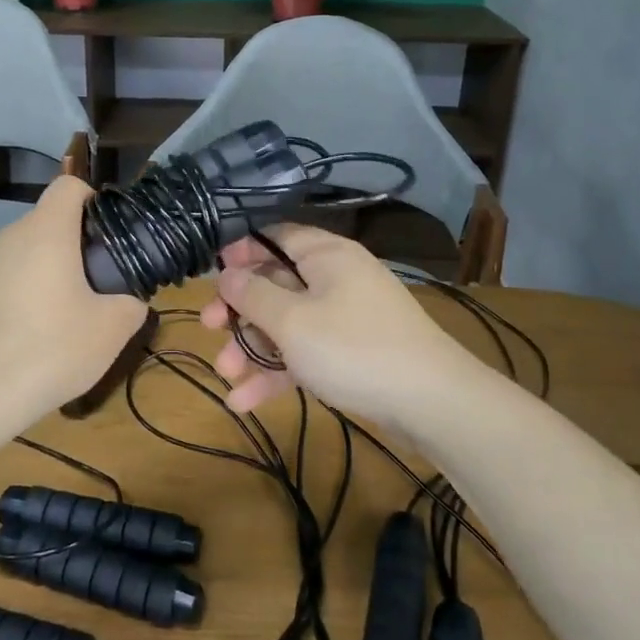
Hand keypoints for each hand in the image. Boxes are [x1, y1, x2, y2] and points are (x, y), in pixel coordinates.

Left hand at [0, 176, 146, 410]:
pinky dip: (24, 301)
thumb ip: (131, 305)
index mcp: (46, 232)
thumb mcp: (110, 331)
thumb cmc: (48, 349)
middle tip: (100, 287)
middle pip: (49, 224)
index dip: (95, 201)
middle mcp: (10, 239)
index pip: (69, 186)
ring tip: (68, 322)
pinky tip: (32, 343)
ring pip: (27, 257)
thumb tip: (130, 302)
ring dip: (50, 277)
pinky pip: (6, 285)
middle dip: (77, 247)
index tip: (111, 238)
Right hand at [200, 225, 477, 419]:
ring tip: (225, 376)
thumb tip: (225, 273)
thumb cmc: (354, 349)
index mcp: (326, 255)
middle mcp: (335, 279)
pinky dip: (277, 373)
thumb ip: (253, 295)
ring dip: (253, 348)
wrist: (431, 404)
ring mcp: (344, 317)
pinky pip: (305, 353)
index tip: (212, 272)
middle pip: (276, 283)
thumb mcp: (293, 321)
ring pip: (287, 323)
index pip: (276, 235)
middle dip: (239, 310)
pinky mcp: (350, 353)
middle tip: (207, 327)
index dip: (241, 249)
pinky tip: (244, 402)